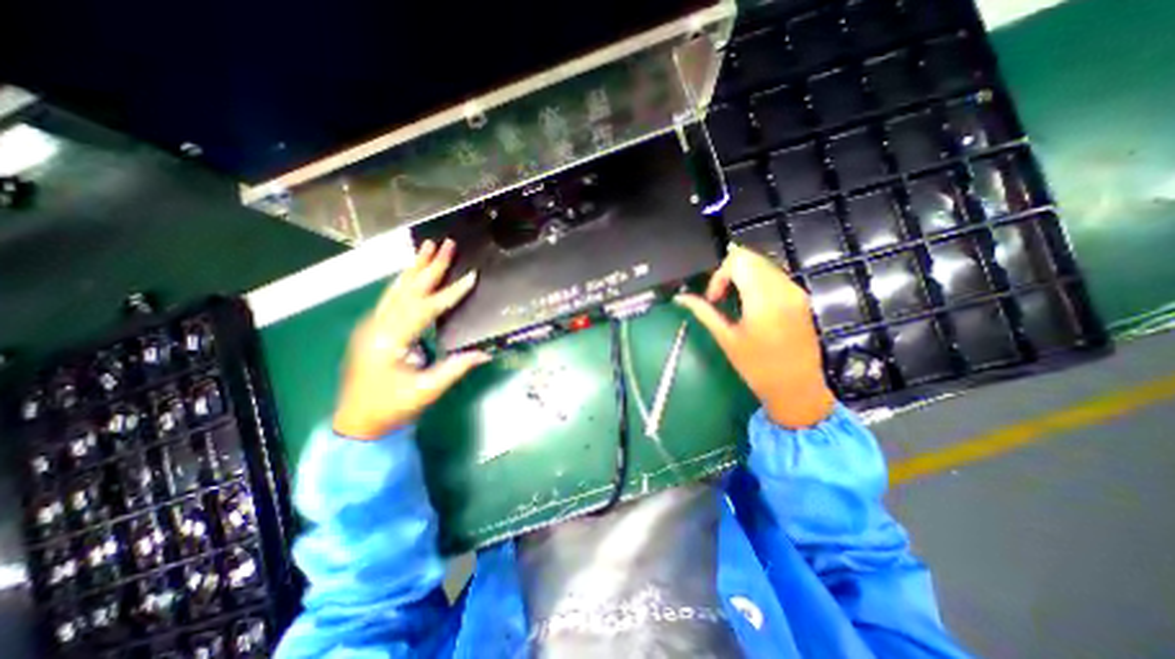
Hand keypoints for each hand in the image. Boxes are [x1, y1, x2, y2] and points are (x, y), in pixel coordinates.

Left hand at [333, 240, 491, 440]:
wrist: (357, 423)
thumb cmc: (391, 408)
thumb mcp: (427, 391)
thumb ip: (456, 368)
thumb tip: (485, 352)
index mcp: (390, 340)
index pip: (426, 308)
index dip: (451, 292)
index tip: (471, 276)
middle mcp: (377, 325)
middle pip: (408, 289)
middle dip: (429, 266)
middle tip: (445, 243)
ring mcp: (371, 325)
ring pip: (396, 289)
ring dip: (414, 268)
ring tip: (428, 247)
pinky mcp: (372, 329)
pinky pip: (391, 298)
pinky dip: (404, 282)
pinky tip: (411, 273)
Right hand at [675, 243, 830, 427]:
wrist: (797, 388)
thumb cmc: (758, 368)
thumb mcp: (726, 339)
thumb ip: (703, 312)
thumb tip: (680, 298)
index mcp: (763, 299)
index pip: (738, 261)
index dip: (719, 276)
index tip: (713, 299)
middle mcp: (783, 288)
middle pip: (751, 258)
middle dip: (729, 272)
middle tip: (720, 298)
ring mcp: (795, 291)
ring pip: (763, 264)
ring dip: (743, 276)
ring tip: (734, 301)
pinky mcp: (801, 297)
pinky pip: (774, 275)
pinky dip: (757, 281)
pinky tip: (751, 304)